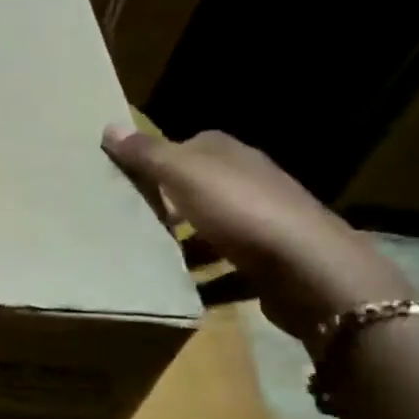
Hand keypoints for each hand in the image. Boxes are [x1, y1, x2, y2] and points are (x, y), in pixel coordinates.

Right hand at [102, 126, 412, 345]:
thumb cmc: (241, 211)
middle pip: (201, 188)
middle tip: (133, 220)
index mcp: (232, 155)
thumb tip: (110, 126)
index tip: (130, 179)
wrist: (308, 269)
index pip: (192, 145)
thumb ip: (147, 155)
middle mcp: (252, 182)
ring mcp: (265, 223)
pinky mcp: (271, 262)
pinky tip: (185, 292)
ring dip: (188, 244)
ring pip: (214, 228)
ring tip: (152, 259)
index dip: (161, 159)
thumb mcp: (184, 175)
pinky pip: (228, 269)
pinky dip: (208, 279)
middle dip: (171, 203)